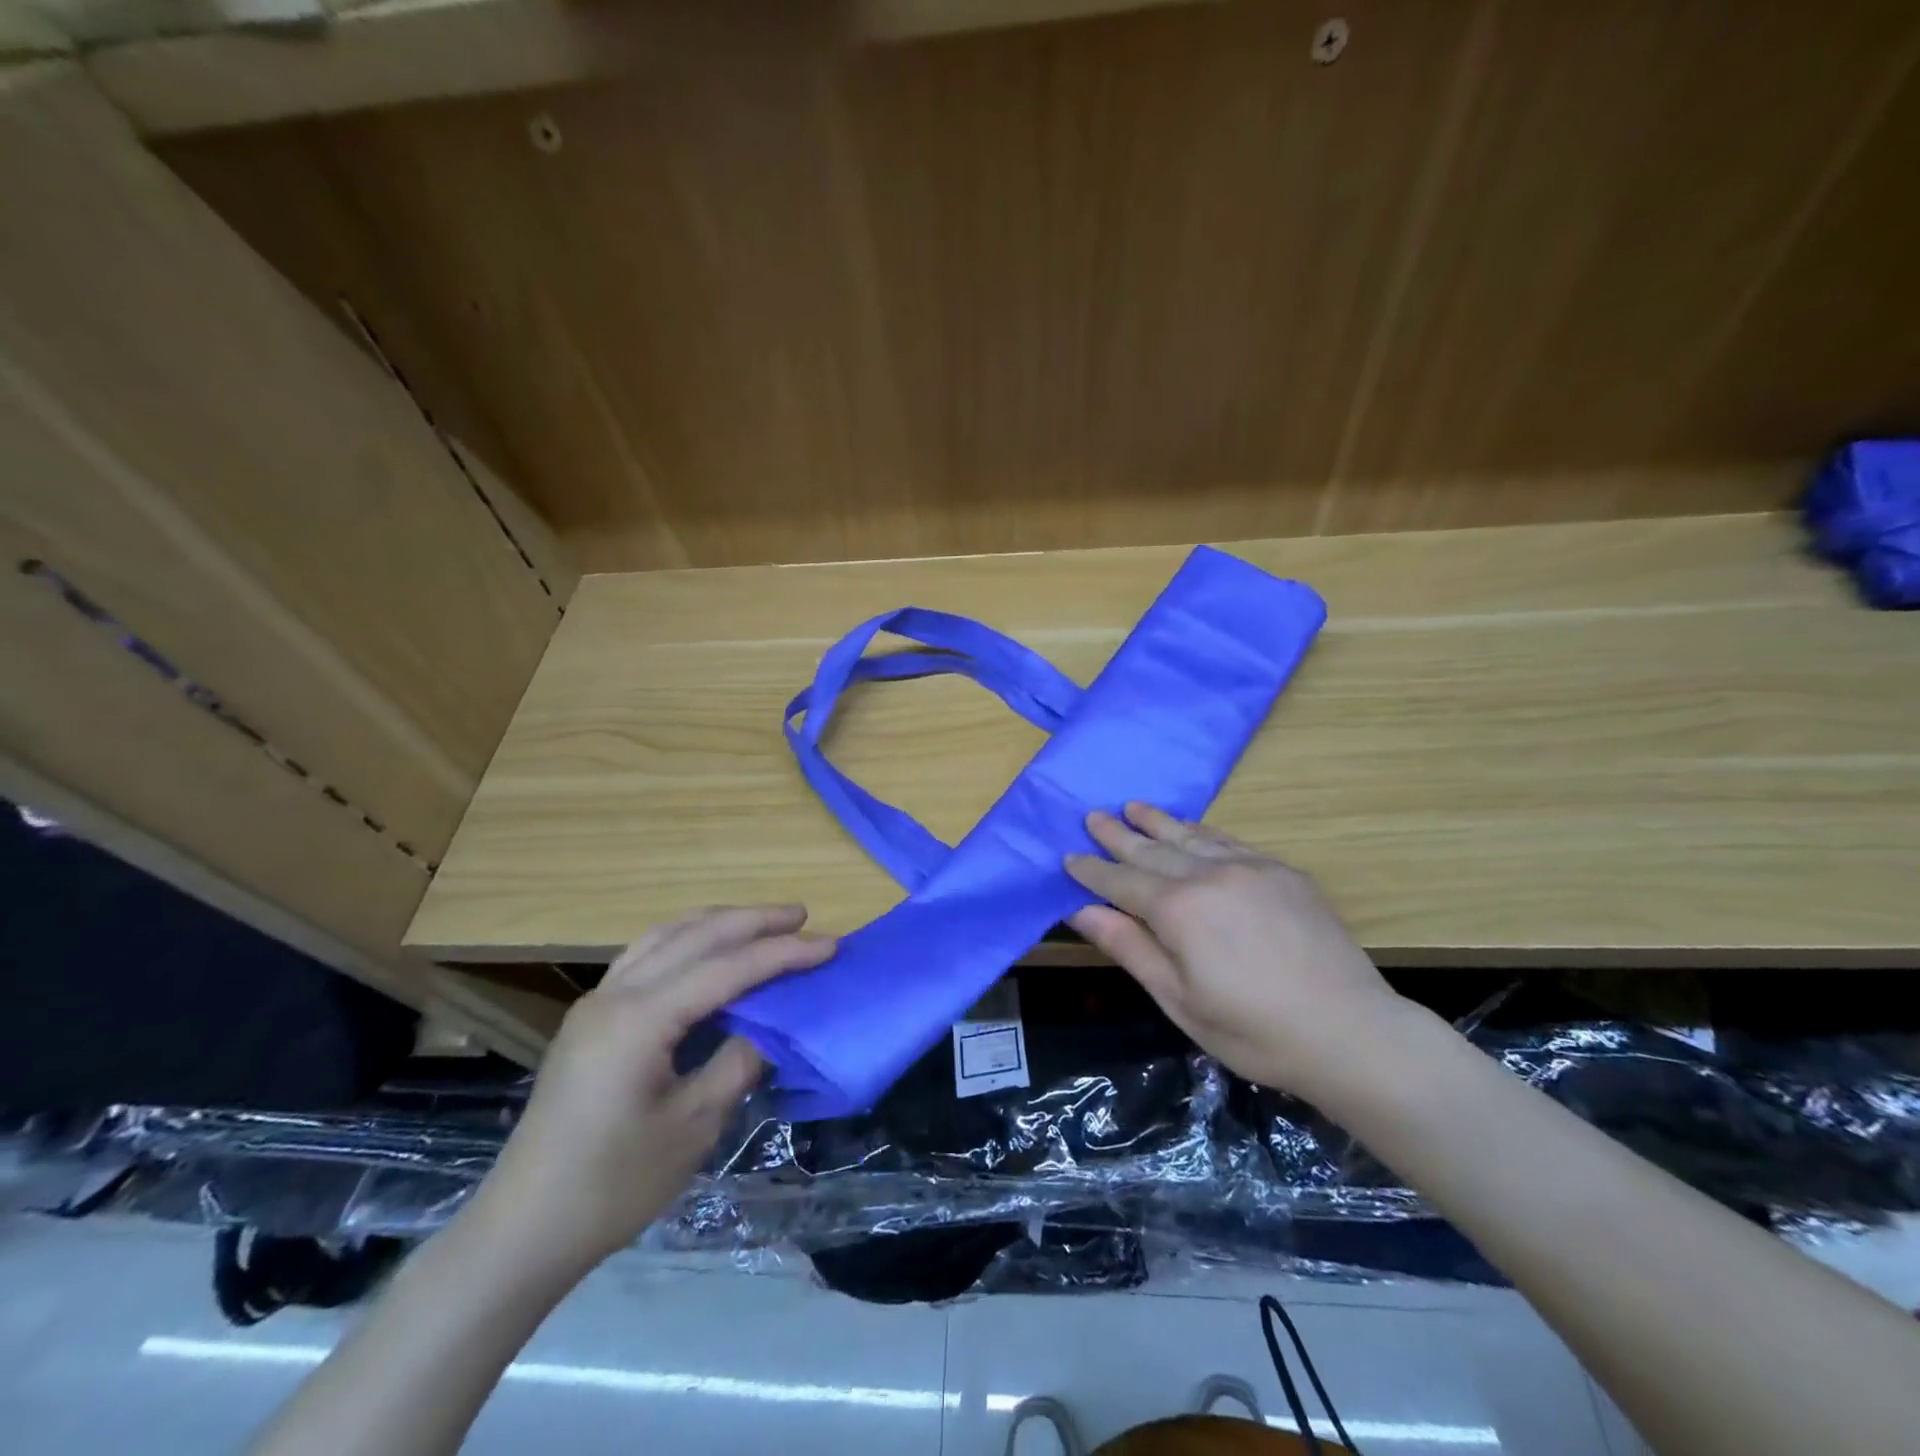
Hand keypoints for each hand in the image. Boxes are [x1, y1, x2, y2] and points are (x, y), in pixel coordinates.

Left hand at [466, 906, 833, 1274]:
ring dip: (717, 924)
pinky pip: (644, 956)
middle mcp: (615, 994)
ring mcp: (596, 1002)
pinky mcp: (589, 1019)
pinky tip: (706, 952)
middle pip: (695, 937)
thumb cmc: (613, 1185)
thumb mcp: (693, 1126)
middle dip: (752, 922)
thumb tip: (772, 1027)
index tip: (828, 945)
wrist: (522, 1230)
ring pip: (665, 937)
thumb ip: (739, 1062)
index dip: (781, 955)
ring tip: (760, 923)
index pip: (726, 969)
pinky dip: (685, 942)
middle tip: (800, 917)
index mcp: (640, 1019)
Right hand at [1066, 803, 1403, 1098]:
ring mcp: (1250, 867)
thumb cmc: (1254, 1031)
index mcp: (1178, 910)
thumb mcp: (1179, 1000)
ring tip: (1132, 806)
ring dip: (1157, 821)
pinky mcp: (1282, 872)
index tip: (1068, 856)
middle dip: (1117, 834)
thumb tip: (1081, 910)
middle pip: (1151, 849)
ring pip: (1190, 836)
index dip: (1092, 871)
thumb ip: (1130, 948)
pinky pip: (1229, 841)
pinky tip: (1190, 829)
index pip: (1121, 882)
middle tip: (1091, 815)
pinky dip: (1201, 831)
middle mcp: (1209, 875)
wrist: (1351, 1032)